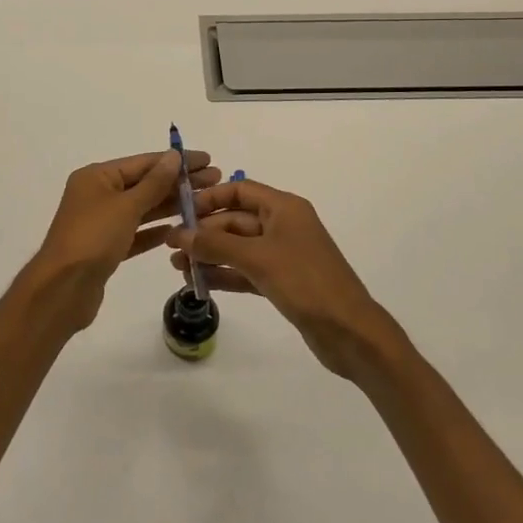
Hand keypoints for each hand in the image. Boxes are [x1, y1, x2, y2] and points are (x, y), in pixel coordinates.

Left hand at [26, 148, 218, 332]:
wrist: (63, 289)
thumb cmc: (93, 238)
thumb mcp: (126, 206)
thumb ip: (153, 183)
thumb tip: (173, 156)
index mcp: (97, 177)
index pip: (143, 163)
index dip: (176, 161)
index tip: (207, 160)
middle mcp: (98, 194)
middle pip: (144, 184)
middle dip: (178, 182)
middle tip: (215, 180)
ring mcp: (101, 222)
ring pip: (142, 209)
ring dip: (170, 205)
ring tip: (205, 203)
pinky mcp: (106, 248)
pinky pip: (136, 232)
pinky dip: (155, 230)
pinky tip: (179, 229)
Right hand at [165, 179, 399, 379]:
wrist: (350, 332)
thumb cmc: (306, 282)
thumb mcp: (258, 259)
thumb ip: (216, 245)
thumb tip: (179, 234)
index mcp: (284, 208)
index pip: (240, 190)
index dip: (210, 198)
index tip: (181, 212)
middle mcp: (283, 226)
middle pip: (235, 220)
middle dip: (204, 233)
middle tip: (172, 247)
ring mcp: (283, 255)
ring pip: (238, 248)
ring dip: (210, 255)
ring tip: (178, 267)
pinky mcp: (282, 282)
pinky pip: (246, 271)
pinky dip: (225, 274)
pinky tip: (200, 283)